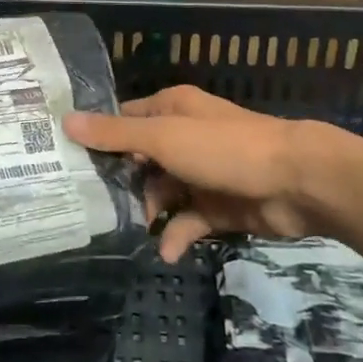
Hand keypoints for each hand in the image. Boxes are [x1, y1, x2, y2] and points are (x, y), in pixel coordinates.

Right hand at [65, 85, 332, 261]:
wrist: (297, 182)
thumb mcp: (164, 138)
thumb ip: (116, 135)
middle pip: (140, 160)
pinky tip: (168, 252)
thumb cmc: (224, 149)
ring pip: (163, 193)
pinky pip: (189, 221)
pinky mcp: (220, 206)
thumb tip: (66, 120)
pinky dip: (178, 235)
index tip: (66, 162)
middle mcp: (184, 137)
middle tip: (90, 209)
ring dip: (149, 213)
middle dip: (120, 184)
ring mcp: (202, 173)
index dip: (98, 138)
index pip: (124, 120)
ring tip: (129, 233)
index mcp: (171, 109)